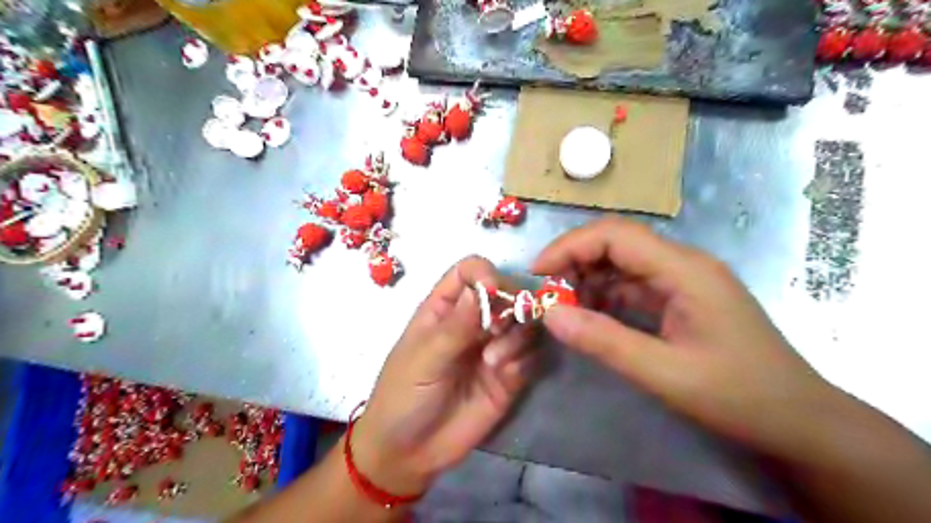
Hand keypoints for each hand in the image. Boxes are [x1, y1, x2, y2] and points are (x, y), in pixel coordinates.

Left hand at [352, 258, 537, 498]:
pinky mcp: (508, 376)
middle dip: (510, 306)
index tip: (493, 291)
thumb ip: (455, 325)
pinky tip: (506, 376)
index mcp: (445, 308)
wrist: (409, 453)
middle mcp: (473, 322)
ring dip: (516, 337)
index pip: (470, 272)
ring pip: (523, 323)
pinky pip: (530, 356)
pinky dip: (524, 360)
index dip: (484, 274)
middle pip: (505, 294)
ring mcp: (493, 348)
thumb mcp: (424, 358)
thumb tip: (482, 286)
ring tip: (494, 363)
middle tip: (499, 330)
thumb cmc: (404, 395)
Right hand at [536, 219, 840, 458]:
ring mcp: (682, 280)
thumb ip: (603, 340)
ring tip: (564, 308)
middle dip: (575, 262)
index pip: (615, 235)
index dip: (570, 247)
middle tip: (547, 295)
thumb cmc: (739, 395)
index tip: (538, 274)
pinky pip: (633, 285)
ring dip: (588, 280)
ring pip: (621, 263)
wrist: (798, 420)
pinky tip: (591, 317)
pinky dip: (605, 296)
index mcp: (684, 270)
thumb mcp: (664, 373)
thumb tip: (550, 313)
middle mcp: (682, 264)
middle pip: (616, 243)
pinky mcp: (679, 298)